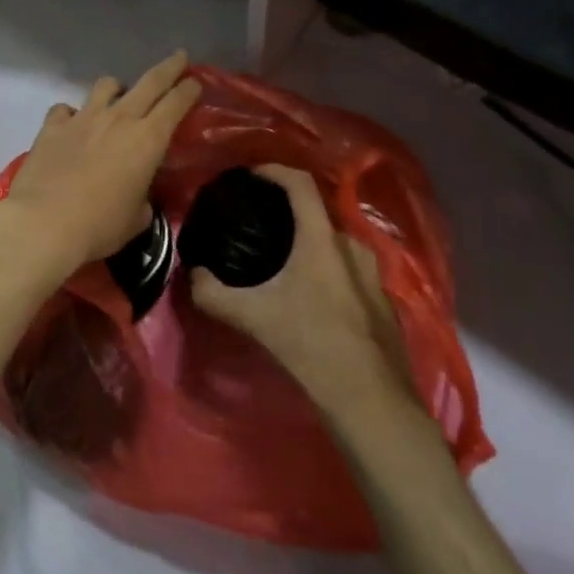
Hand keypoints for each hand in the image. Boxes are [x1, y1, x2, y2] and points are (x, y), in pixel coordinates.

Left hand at [0, 51, 202, 277]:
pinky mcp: (52, 126)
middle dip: (168, 67)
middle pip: (149, 82)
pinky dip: (71, 114)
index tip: (195, 81)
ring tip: (117, 98)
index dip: (188, 89)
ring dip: (117, 88)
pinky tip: (71, 125)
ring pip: (106, 85)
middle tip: (178, 57)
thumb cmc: (100, 226)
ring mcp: (83, 118)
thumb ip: (142, 199)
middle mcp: (118, 119)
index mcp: (148, 140)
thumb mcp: (136, 219)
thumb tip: (138, 195)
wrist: (44, 223)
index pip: (176, 103)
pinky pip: (65, 108)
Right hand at [191, 165, 415, 412]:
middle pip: (317, 214)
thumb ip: (213, 293)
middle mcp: (352, 246)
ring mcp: (374, 274)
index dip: (273, 171)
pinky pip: (349, 269)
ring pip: (334, 244)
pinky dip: (327, 270)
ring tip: (283, 262)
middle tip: (260, 225)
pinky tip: (311, 298)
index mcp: (322, 239)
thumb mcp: (252, 317)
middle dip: (288, 213)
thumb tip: (191, 275)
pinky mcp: (383, 301)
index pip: (300, 183)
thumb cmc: (311, 345)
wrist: (371, 402)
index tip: (250, 176)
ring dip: (309, 244)